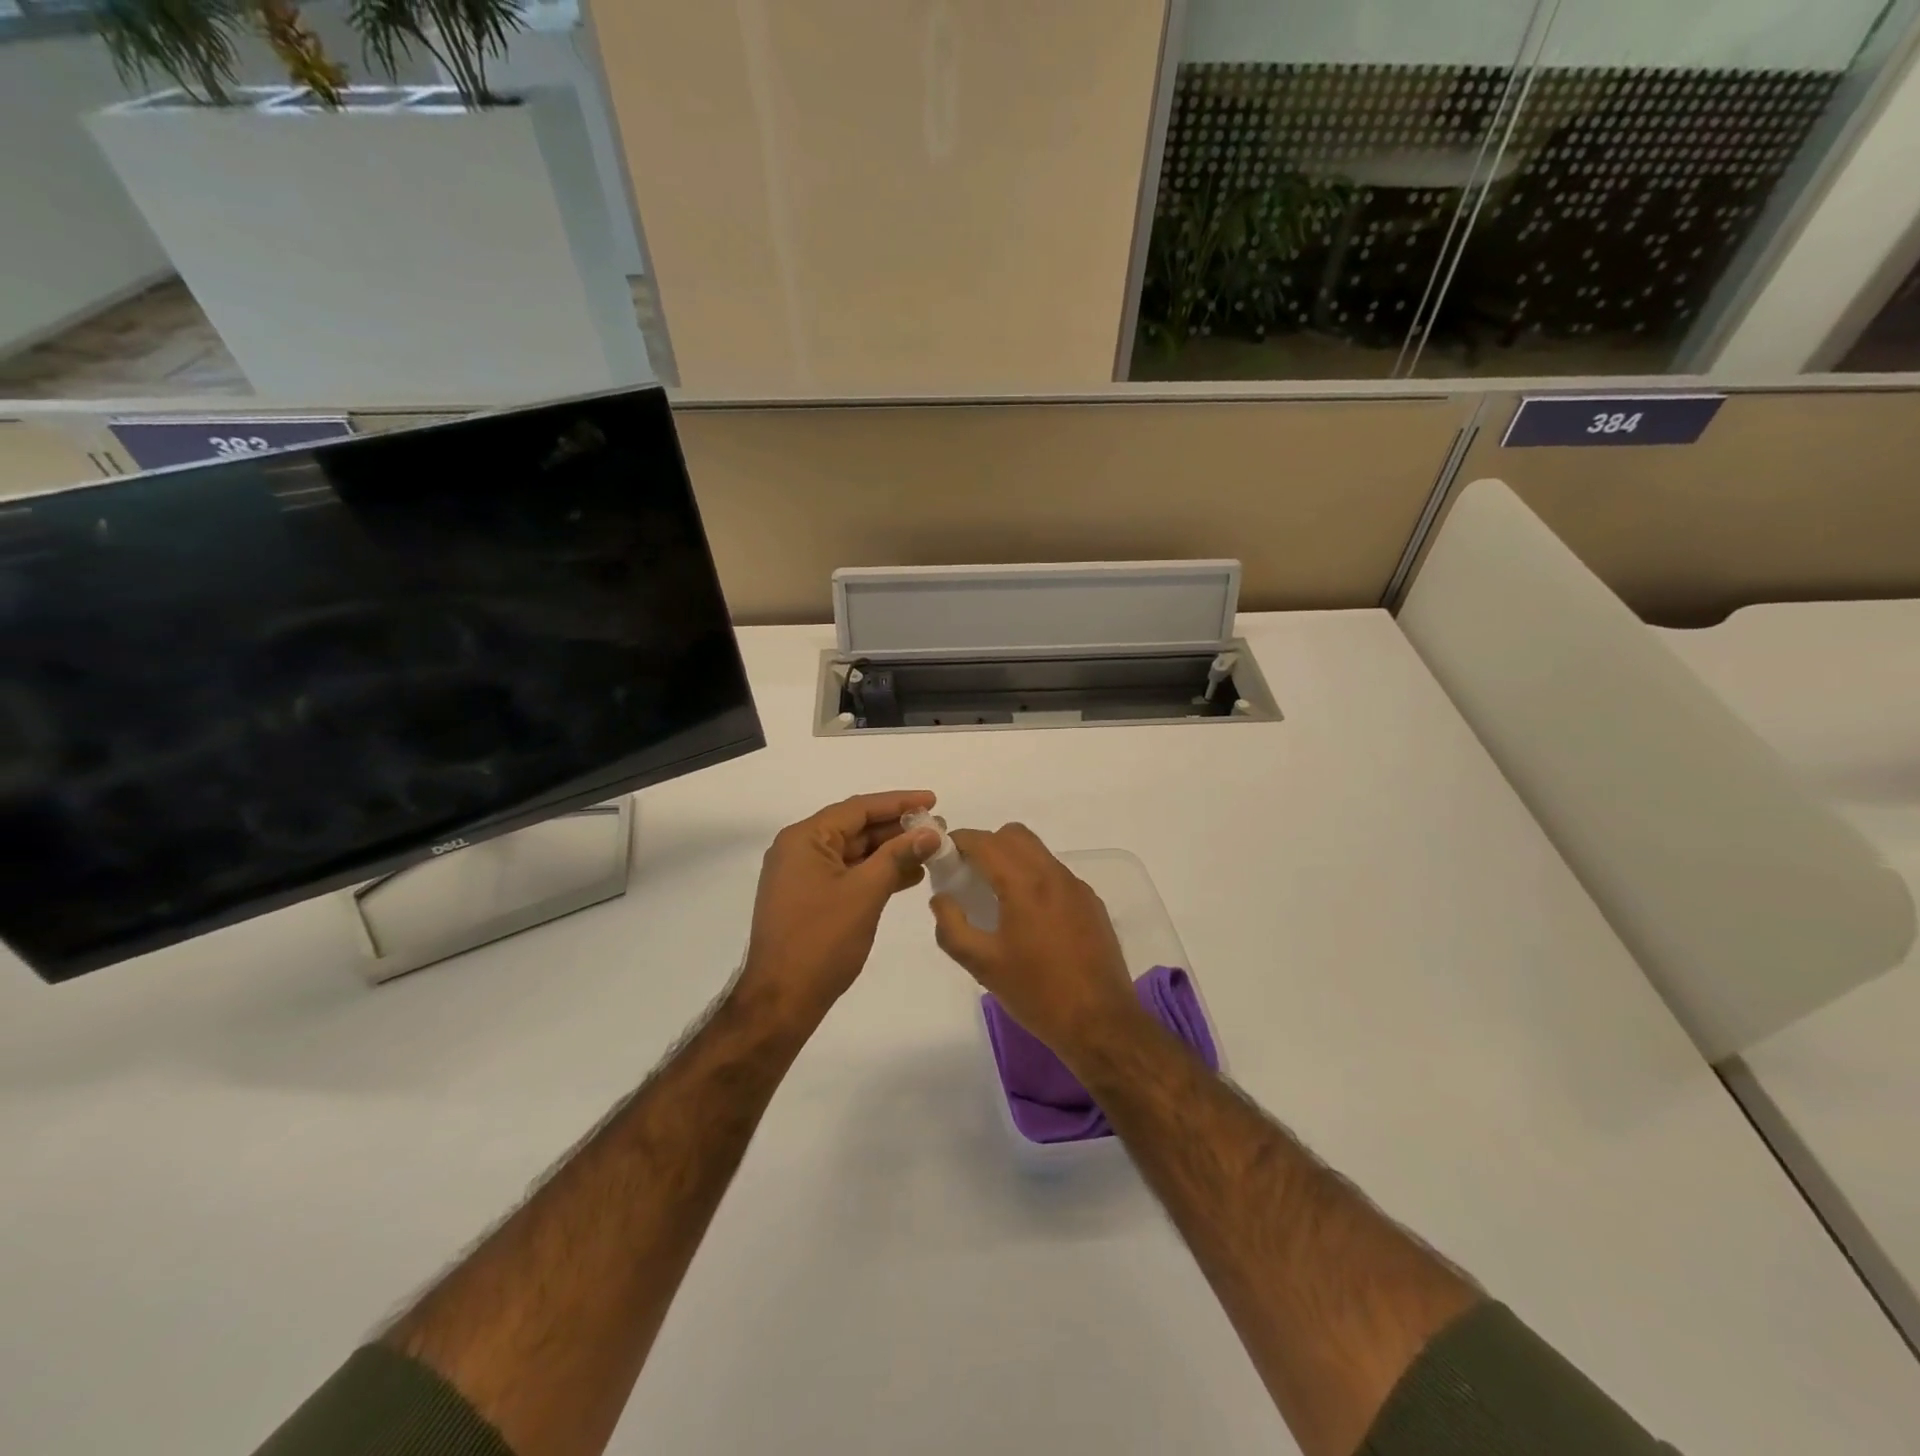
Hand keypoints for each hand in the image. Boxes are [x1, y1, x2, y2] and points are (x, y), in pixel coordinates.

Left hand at [738, 791, 942, 1021]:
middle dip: (897, 828)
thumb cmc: (821, 940)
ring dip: (890, 851)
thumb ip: (898, 856)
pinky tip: (908, 876)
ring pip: (854, 852)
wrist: (781, 1000)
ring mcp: (802, 876)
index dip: (899, 802)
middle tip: (937, 828)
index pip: (859, 808)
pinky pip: (848, 874)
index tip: (933, 800)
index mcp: (805, 838)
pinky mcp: (809, 899)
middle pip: (856, 827)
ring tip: (930, 851)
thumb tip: (931, 832)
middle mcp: (799, 849)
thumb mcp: (865, 892)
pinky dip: (876, 872)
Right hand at [929, 823, 1141, 1065]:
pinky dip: (1035, 878)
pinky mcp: (1092, 904)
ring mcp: (1077, 888)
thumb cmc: (1037, 993)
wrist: (1101, 1023)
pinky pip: (1056, 875)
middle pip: (1014, 836)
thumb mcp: (982, 965)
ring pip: (1038, 852)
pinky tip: (1029, 918)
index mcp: (1025, 884)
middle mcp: (1054, 875)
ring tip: (996, 897)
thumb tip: (941, 900)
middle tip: (969, 876)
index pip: (985, 842)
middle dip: (986, 845)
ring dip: (1012, 860)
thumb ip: (952, 927)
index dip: (959, 842)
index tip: (943, 857)